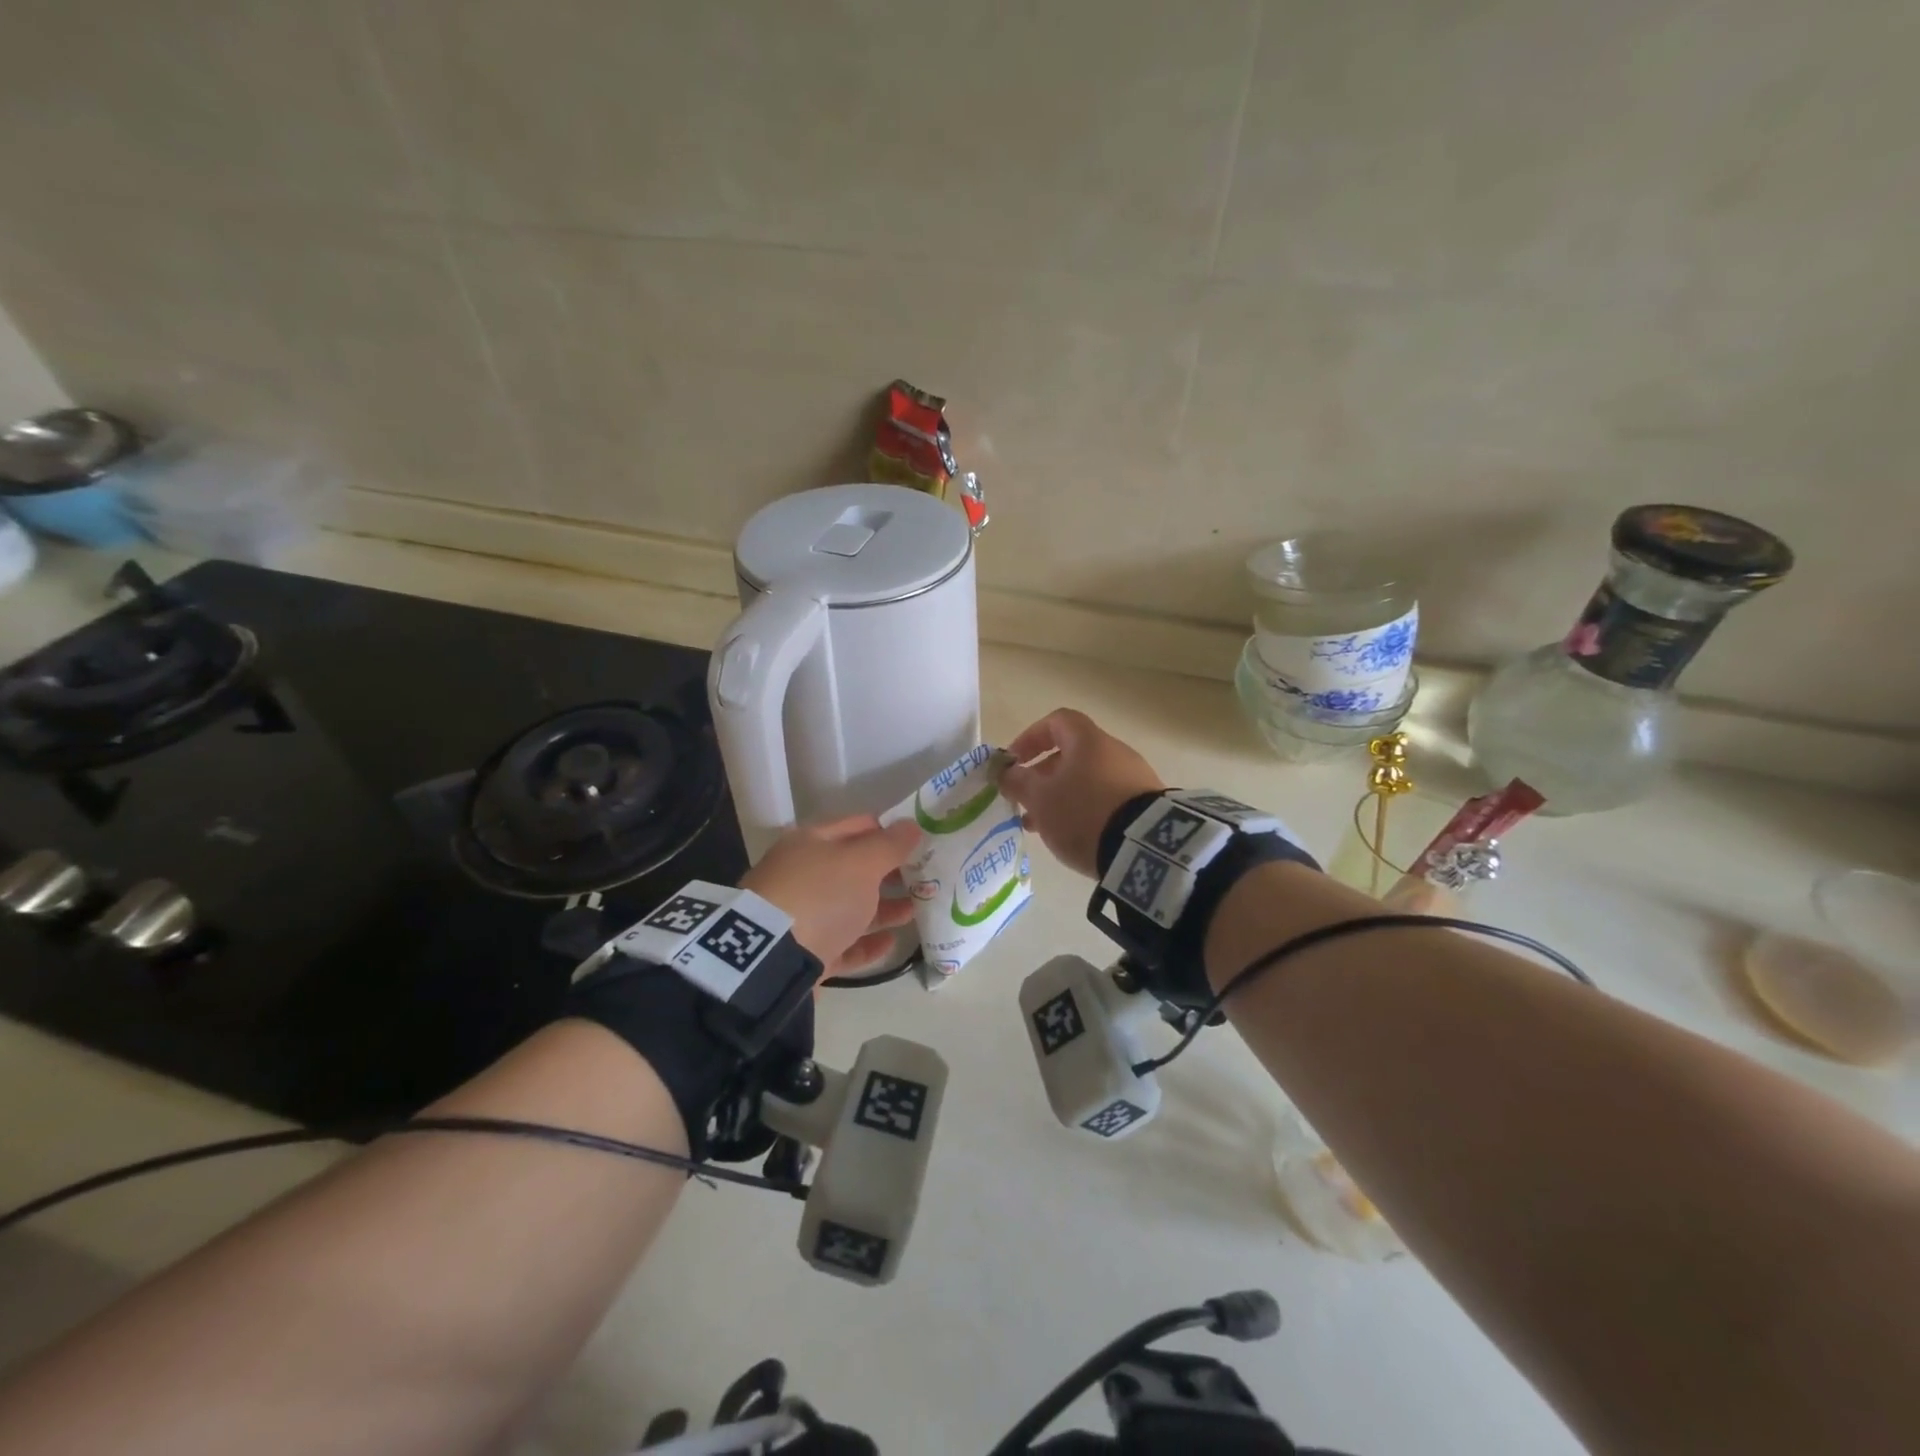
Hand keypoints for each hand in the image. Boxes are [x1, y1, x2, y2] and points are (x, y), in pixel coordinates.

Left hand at [741, 815, 920, 976]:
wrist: (773, 960)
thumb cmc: (820, 895)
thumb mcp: (861, 863)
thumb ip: (890, 845)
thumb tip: (912, 825)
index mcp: (811, 842)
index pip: (857, 825)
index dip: (888, 830)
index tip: (920, 841)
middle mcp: (803, 875)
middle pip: (854, 869)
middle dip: (888, 872)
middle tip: (925, 878)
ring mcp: (802, 916)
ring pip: (850, 907)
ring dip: (884, 908)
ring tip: (916, 910)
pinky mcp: (806, 953)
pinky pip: (843, 944)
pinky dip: (866, 942)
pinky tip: (892, 942)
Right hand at [1000, 708, 1164, 878]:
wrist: (1145, 848)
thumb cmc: (1083, 813)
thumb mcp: (1040, 800)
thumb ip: (1017, 782)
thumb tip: (1005, 772)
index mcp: (1088, 740)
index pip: (1056, 721)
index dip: (1031, 737)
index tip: (1014, 763)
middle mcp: (1114, 751)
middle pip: (1072, 754)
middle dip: (1043, 777)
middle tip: (1025, 803)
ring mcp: (1134, 778)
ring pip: (1087, 780)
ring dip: (1062, 798)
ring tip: (1045, 828)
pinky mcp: (1146, 805)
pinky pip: (1107, 799)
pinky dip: (1086, 811)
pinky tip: (1076, 837)